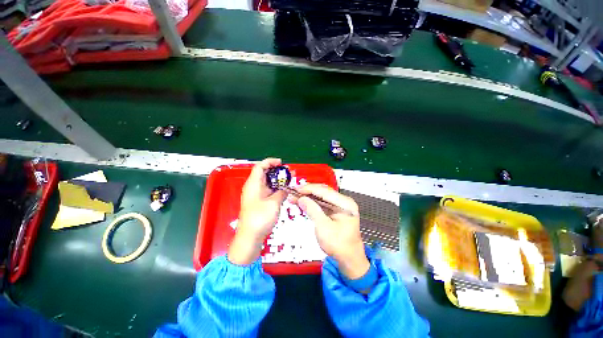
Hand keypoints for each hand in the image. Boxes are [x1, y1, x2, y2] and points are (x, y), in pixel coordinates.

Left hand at [228, 158, 286, 264]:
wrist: (250, 237)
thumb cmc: (260, 218)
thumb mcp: (274, 203)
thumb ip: (281, 193)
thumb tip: (286, 189)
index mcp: (253, 184)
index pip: (260, 166)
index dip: (270, 162)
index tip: (281, 163)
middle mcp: (253, 187)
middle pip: (264, 173)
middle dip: (277, 171)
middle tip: (289, 172)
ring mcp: (256, 195)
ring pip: (267, 182)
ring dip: (278, 180)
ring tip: (290, 179)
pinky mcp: (259, 202)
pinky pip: (268, 190)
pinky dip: (276, 188)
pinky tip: (285, 190)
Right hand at [291, 184, 368, 279]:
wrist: (349, 260)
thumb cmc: (338, 245)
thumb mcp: (323, 227)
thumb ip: (312, 210)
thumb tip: (301, 198)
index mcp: (345, 203)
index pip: (324, 191)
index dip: (309, 189)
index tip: (295, 189)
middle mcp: (343, 201)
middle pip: (323, 191)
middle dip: (308, 191)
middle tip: (293, 192)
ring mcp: (340, 206)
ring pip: (321, 196)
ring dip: (308, 196)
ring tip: (295, 196)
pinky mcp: (335, 211)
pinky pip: (322, 203)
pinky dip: (312, 202)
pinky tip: (302, 202)